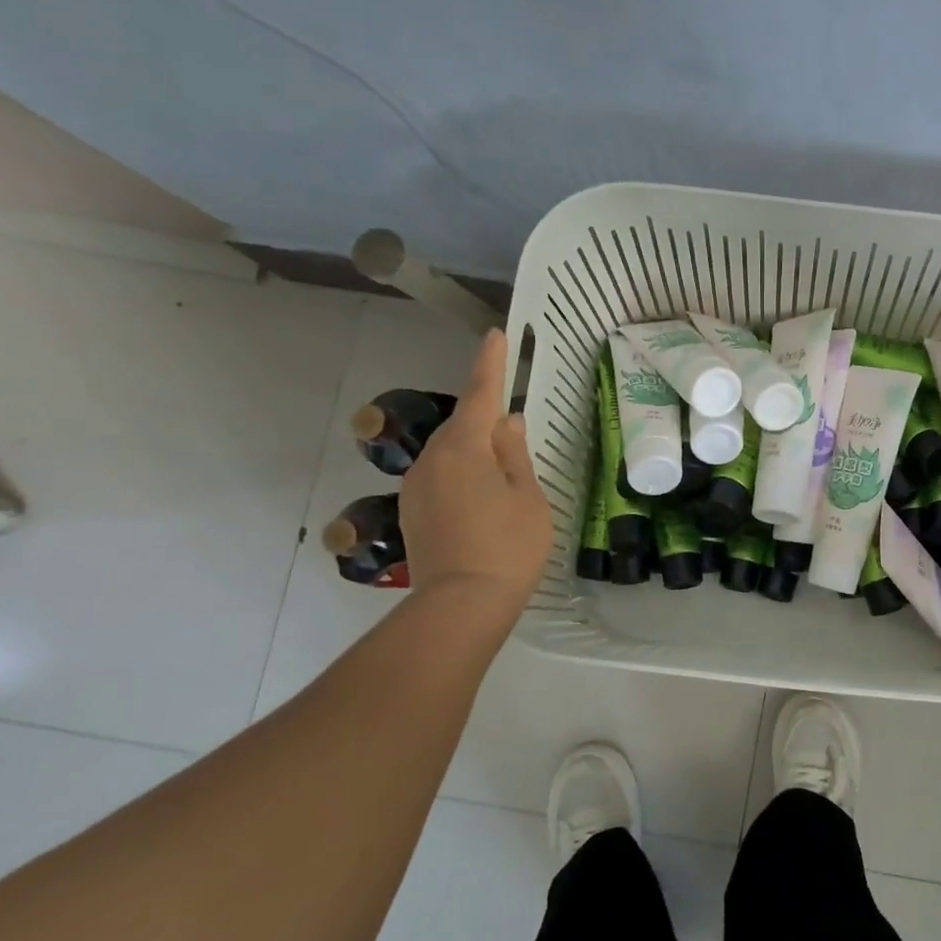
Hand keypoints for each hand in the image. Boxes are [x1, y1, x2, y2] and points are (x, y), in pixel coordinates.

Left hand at [400, 328, 552, 600]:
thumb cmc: (508, 546)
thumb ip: (515, 454)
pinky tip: (483, 503)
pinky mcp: (413, 513)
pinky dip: (464, 478)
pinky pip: (443, 479)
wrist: (460, 605)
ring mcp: (417, 487)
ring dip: (477, 454)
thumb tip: (506, 424)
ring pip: (452, 455)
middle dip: (488, 421)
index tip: (495, 335)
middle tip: (517, 433)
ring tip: (505, 480)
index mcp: (464, 447)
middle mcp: (432, 459)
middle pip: (464, 426)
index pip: (480, 393)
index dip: (490, 363)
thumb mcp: (527, 496)